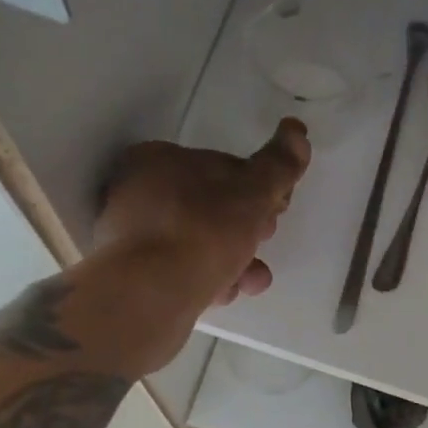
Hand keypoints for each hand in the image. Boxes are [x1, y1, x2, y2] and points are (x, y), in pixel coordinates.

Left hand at [97, 118, 311, 310]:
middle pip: (208, 207)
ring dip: (233, 260)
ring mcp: (130, 238)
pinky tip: (226, 293)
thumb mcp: (252, 193)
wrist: (152, 295)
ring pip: (196, 244)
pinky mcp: (132, 277)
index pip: (219, 166)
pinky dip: (207, 280)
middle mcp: (136, 193)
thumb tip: (297, 131)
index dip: (256, 187)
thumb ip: (278, 165)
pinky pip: (180, 272)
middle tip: (265, 240)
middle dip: (245, 228)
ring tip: (253, 279)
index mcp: (157, 159)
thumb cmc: (202, 231)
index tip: (277, 209)